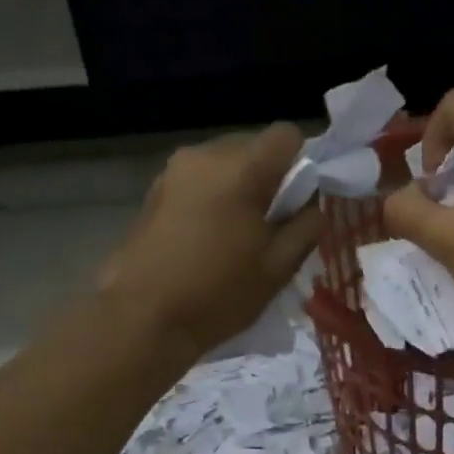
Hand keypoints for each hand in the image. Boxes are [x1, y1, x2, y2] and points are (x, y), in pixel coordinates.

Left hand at [93, 124, 319, 359]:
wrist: (141, 317)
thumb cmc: (217, 293)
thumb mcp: (277, 268)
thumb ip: (306, 228)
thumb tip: (312, 207)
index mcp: (241, 169)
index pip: (287, 135)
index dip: (302, 163)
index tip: (299, 202)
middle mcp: (205, 155)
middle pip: (253, 147)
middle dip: (270, 178)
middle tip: (271, 226)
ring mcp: (174, 171)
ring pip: (224, 164)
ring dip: (240, 188)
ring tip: (237, 236)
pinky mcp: (155, 190)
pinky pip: (200, 180)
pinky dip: (214, 198)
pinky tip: (208, 239)